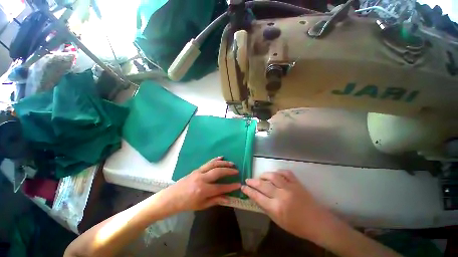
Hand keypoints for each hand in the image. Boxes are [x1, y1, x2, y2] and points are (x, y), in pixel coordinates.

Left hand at [160, 157, 240, 213]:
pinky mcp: (196, 169)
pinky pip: (208, 162)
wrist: (171, 197)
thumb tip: (228, 198)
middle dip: (229, 171)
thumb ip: (215, 200)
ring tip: (231, 163)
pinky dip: (215, 159)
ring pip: (213, 164)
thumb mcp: (201, 205)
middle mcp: (201, 179)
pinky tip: (221, 157)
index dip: (230, 186)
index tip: (238, 184)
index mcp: (202, 190)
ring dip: (224, 163)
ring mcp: (199, 172)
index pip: (220, 187)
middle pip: (218, 172)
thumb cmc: (186, 204)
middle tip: (236, 171)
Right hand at [241, 170, 331, 238]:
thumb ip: (266, 207)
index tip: (243, 187)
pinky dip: (278, 172)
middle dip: (252, 181)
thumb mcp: (278, 220)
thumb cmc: (296, 226)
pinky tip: (275, 174)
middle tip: (247, 180)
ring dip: (264, 175)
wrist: (317, 222)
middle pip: (262, 185)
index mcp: (276, 208)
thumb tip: (256, 196)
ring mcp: (290, 187)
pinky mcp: (297, 183)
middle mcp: (282, 196)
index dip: (248, 191)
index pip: (257, 196)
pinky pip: (285, 173)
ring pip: (273, 176)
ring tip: (260, 177)